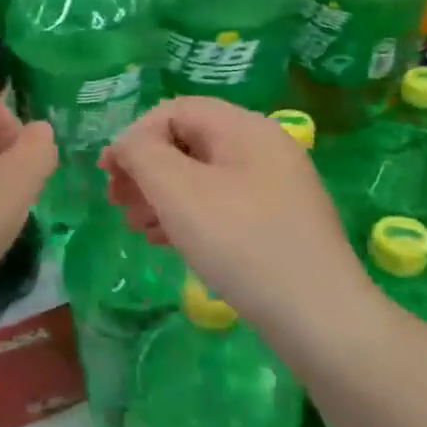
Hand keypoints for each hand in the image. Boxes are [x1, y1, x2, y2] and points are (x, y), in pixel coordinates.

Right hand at [101, 96, 368, 339]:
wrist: (319, 316)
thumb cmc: (241, 243)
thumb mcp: (179, 192)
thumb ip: (143, 155)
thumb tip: (127, 144)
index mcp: (245, 127)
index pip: (175, 111)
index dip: (134, 136)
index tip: (107, 175)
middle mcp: (264, 147)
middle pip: (189, 142)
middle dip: (146, 169)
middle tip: (117, 203)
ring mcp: (276, 186)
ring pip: (203, 176)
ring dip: (162, 196)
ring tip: (137, 228)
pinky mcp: (279, 222)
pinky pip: (223, 204)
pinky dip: (189, 216)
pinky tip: (168, 242)